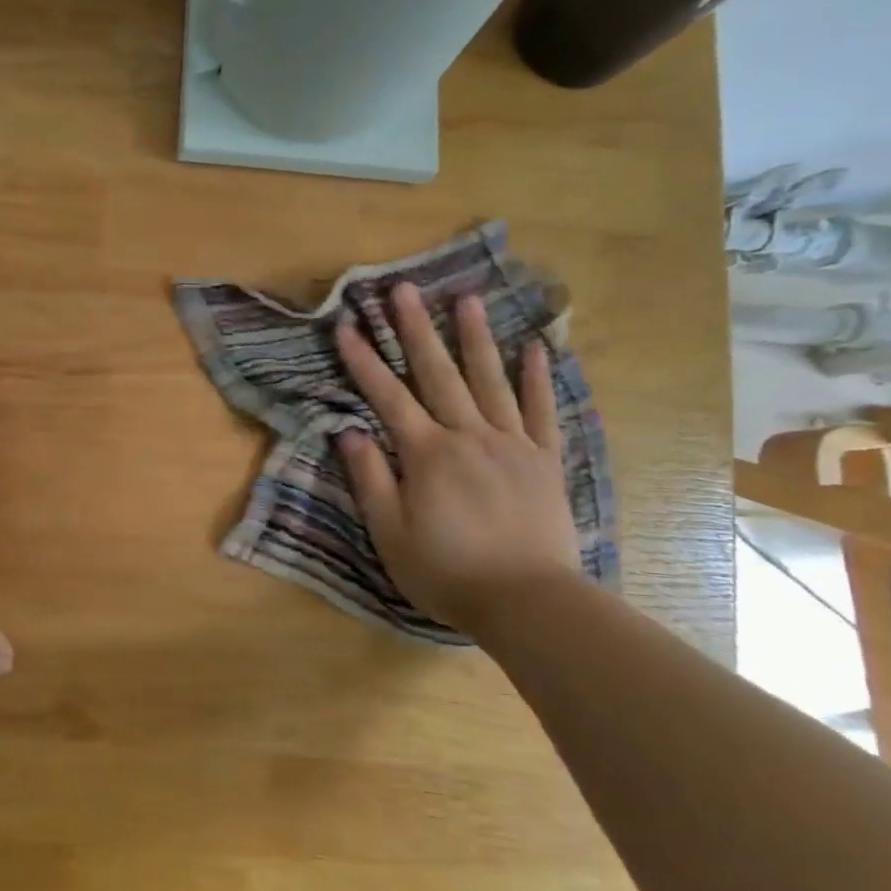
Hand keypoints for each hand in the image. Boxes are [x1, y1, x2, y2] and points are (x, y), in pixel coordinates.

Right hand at [334, 283, 581, 629]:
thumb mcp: (390, 534)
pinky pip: (542, 411)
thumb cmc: (447, 571)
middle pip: (438, 374)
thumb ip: (370, 479)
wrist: (528, 601)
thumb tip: (349, 432)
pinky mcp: (545, 461)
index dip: (364, 361)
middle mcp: (469, 436)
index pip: (387, 397)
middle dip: (417, 329)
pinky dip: (538, 378)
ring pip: (490, 381)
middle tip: (404, 289)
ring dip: (475, 338)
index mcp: (427, 454)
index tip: (346, 326)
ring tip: (467, 298)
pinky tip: (536, 347)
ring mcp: (512, 444)